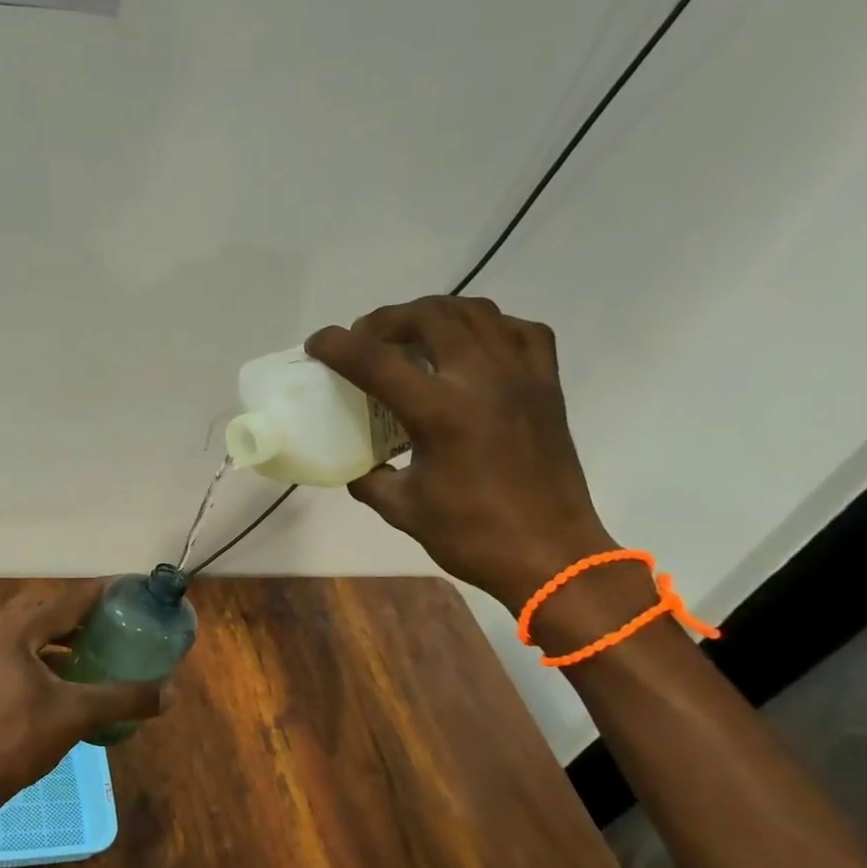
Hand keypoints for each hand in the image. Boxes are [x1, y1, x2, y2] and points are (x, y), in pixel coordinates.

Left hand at [0, 582, 168, 797]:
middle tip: (109, 619)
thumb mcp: (78, 715)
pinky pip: (15, 646)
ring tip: (91, 642)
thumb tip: (171, 693)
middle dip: (76, 609)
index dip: (99, 593)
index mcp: (14, 631)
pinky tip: (64, 671)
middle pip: (42, 605)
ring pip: (26, 627)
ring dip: (57, 630)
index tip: (127, 588)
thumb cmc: (21, 739)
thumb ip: (124, 699)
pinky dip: (41, 650)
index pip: (65, 600)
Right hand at [305, 296, 614, 611]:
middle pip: (429, 316)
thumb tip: (356, 466)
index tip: (316, 344)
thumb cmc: (471, 536)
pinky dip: (489, 326)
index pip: (376, 360)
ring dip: (434, 313)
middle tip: (365, 339)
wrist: (550, 555)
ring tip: (412, 335)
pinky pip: (521, 331)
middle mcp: (481, 380)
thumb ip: (370, 479)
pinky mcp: (547, 386)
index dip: (337, 345)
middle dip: (386, 319)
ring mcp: (521, 377)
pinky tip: (471, 346)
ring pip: (476, 312)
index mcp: (440, 413)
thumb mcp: (402, 509)